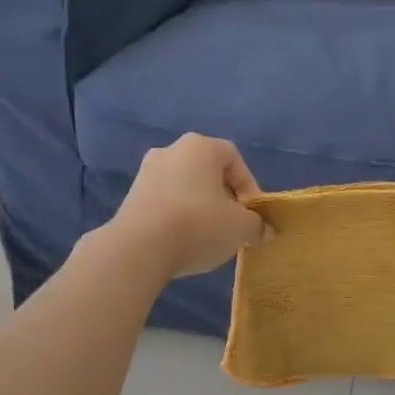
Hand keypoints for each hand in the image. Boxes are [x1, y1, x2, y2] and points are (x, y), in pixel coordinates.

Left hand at [108, 134, 267, 279]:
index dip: (249, 187)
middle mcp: (171, 150)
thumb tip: (263, 230)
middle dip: (224, 197)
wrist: (139, 247)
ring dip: (200, 207)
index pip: (235, 159)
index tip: (252, 215)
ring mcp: (147, 172)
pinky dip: (178, 216)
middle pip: (208, 172)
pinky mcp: (131, 196)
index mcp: (201, 147)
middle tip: (233, 224)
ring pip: (186, 187)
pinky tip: (183, 240)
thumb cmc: (199, 225)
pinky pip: (165, 201)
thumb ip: (257, 225)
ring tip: (208, 236)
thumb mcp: (240, 228)